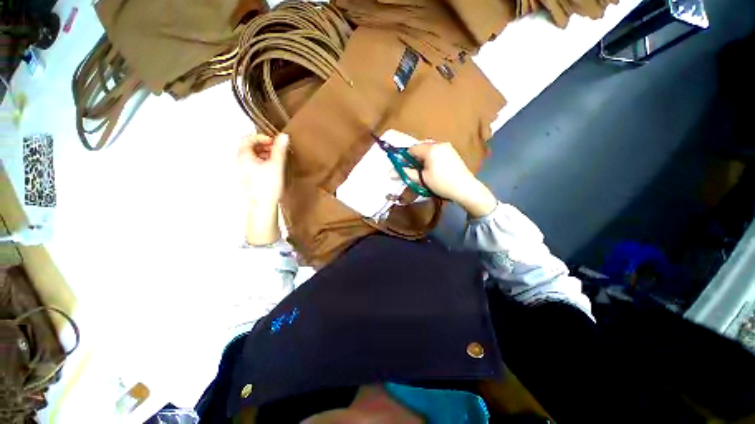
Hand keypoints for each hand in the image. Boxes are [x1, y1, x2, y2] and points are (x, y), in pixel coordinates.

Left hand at [238, 133, 289, 206]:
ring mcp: (245, 170)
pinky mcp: (250, 178)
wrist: (262, 205)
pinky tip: (274, 167)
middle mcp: (241, 162)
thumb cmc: (267, 185)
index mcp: (244, 156)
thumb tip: (284, 136)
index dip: (262, 137)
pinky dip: (264, 161)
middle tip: (277, 149)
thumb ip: (280, 149)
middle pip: (250, 147)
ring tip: (278, 159)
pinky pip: (256, 164)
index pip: (248, 138)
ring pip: (254, 156)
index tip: (274, 142)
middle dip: (265, 145)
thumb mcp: (276, 164)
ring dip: (266, 153)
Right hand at [404, 141, 496, 217]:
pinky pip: (437, 151)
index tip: (404, 168)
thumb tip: (390, 173)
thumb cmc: (441, 184)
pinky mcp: (453, 152)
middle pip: (421, 148)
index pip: (412, 149)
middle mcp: (439, 144)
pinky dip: (432, 158)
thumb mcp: (422, 179)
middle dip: (415, 158)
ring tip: (425, 171)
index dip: (405, 158)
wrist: (465, 188)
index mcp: (430, 149)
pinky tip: (434, 169)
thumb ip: (406, 173)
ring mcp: (448, 147)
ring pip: (429, 149)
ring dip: (423, 158)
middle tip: (415, 171)